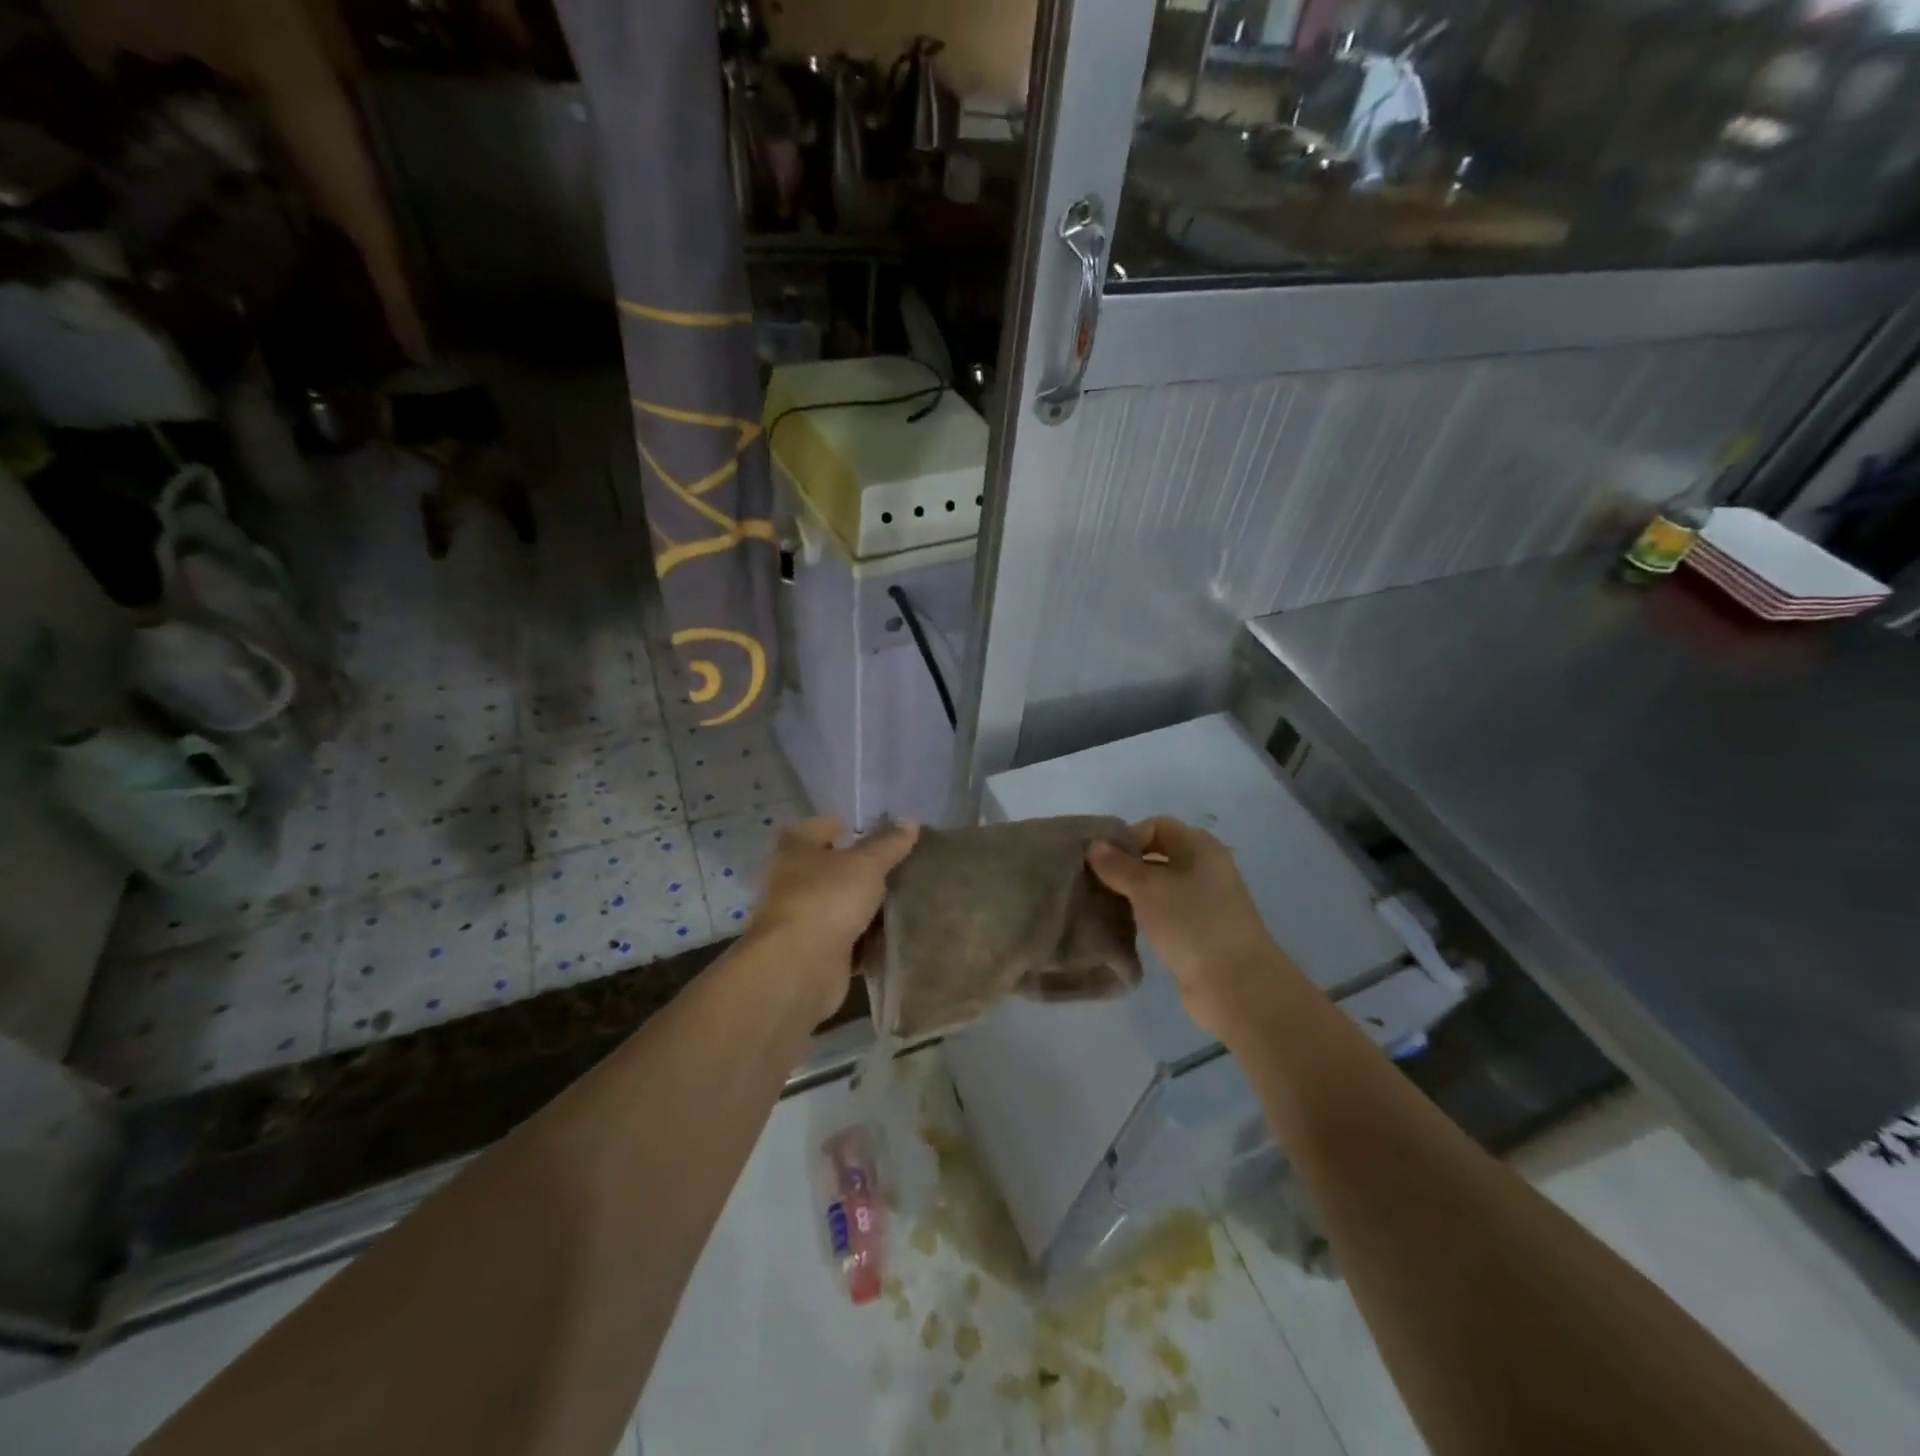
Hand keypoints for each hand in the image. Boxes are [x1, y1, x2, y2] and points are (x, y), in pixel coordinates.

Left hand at [745, 815, 918, 1020]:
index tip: (870, 831)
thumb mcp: (866, 864)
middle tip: (898, 867)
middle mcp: (792, 882)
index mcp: (796, 850)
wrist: (799, 966)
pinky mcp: (814, 954)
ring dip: (865, 908)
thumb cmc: (828, 898)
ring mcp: (801, 920)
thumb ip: (888, 844)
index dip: (841, 826)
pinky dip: (865, 940)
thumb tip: (910, 820)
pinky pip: (847, 941)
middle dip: (860, 870)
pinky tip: (893, 936)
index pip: (816, 827)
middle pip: (829, 870)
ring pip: (839, 906)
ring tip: (904, 901)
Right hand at [1088, 817, 1300, 1041]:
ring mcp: (1205, 902)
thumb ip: (1118, 865)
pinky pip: (1165, 912)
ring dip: (1133, 893)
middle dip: (1126, 865)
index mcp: (1200, 847)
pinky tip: (1125, 926)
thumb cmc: (1192, 923)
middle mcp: (1205, 868)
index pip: (1157, 825)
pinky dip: (1145, 915)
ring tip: (1106, 905)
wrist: (1236, 985)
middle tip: (1098, 882)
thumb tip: (1094, 846)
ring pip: (1160, 886)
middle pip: (1158, 854)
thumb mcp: (1148, 888)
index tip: (1104, 861)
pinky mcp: (1199, 932)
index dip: (1128, 837)